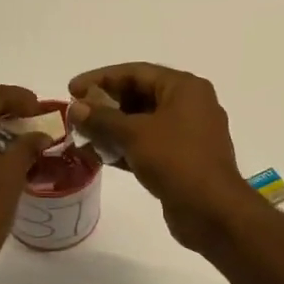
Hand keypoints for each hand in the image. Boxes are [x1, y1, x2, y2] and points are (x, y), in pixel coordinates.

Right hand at [66, 63, 253, 249]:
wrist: (212, 211)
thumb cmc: (176, 161)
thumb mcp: (135, 134)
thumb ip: (102, 118)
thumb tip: (75, 107)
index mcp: (185, 88)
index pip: (136, 72)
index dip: (101, 79)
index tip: (71, 89)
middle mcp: (189, 105)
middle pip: (140, 96)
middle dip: (105, 105)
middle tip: (75, 114)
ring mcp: (187, 134)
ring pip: (142, 123)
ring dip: (112, 128)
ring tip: (80, 136)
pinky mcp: (181, 160)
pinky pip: (148, 145)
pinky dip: (124, 148)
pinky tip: (97, 156)